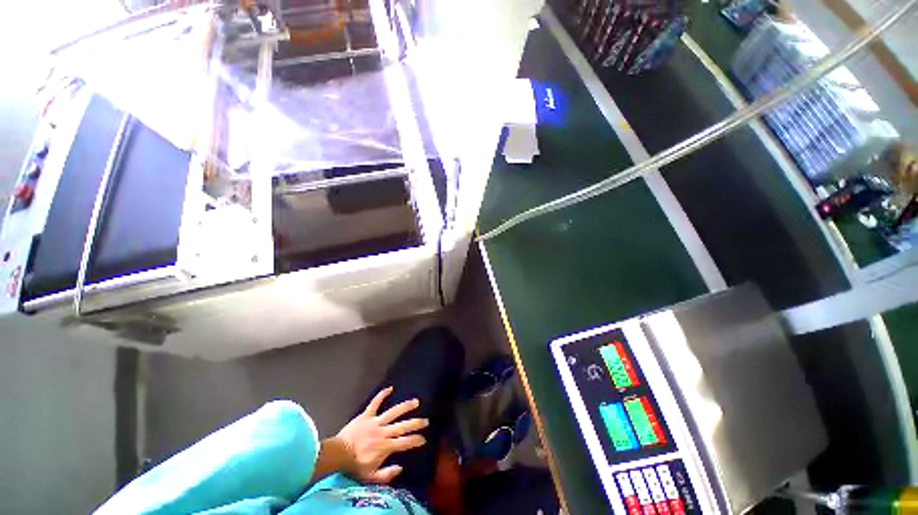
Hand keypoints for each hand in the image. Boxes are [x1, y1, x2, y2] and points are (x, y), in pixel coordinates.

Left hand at [332, 387, 427, 483]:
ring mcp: (375, 421)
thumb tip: (400, 467)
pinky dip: (382, 394)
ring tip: (416, 401)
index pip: (405, 443)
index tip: (423, 439)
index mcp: (385, 447)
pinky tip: (390, 388)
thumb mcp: (370, 477)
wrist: (337, 455)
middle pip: (403, 426)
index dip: (415, 440)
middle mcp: (383, 432)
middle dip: (416, 423)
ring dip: (405, 406)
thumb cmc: (354, 466)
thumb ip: (386, 474)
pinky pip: (375, 402)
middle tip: (426, 421)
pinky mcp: (366, 415)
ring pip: (393, 412)